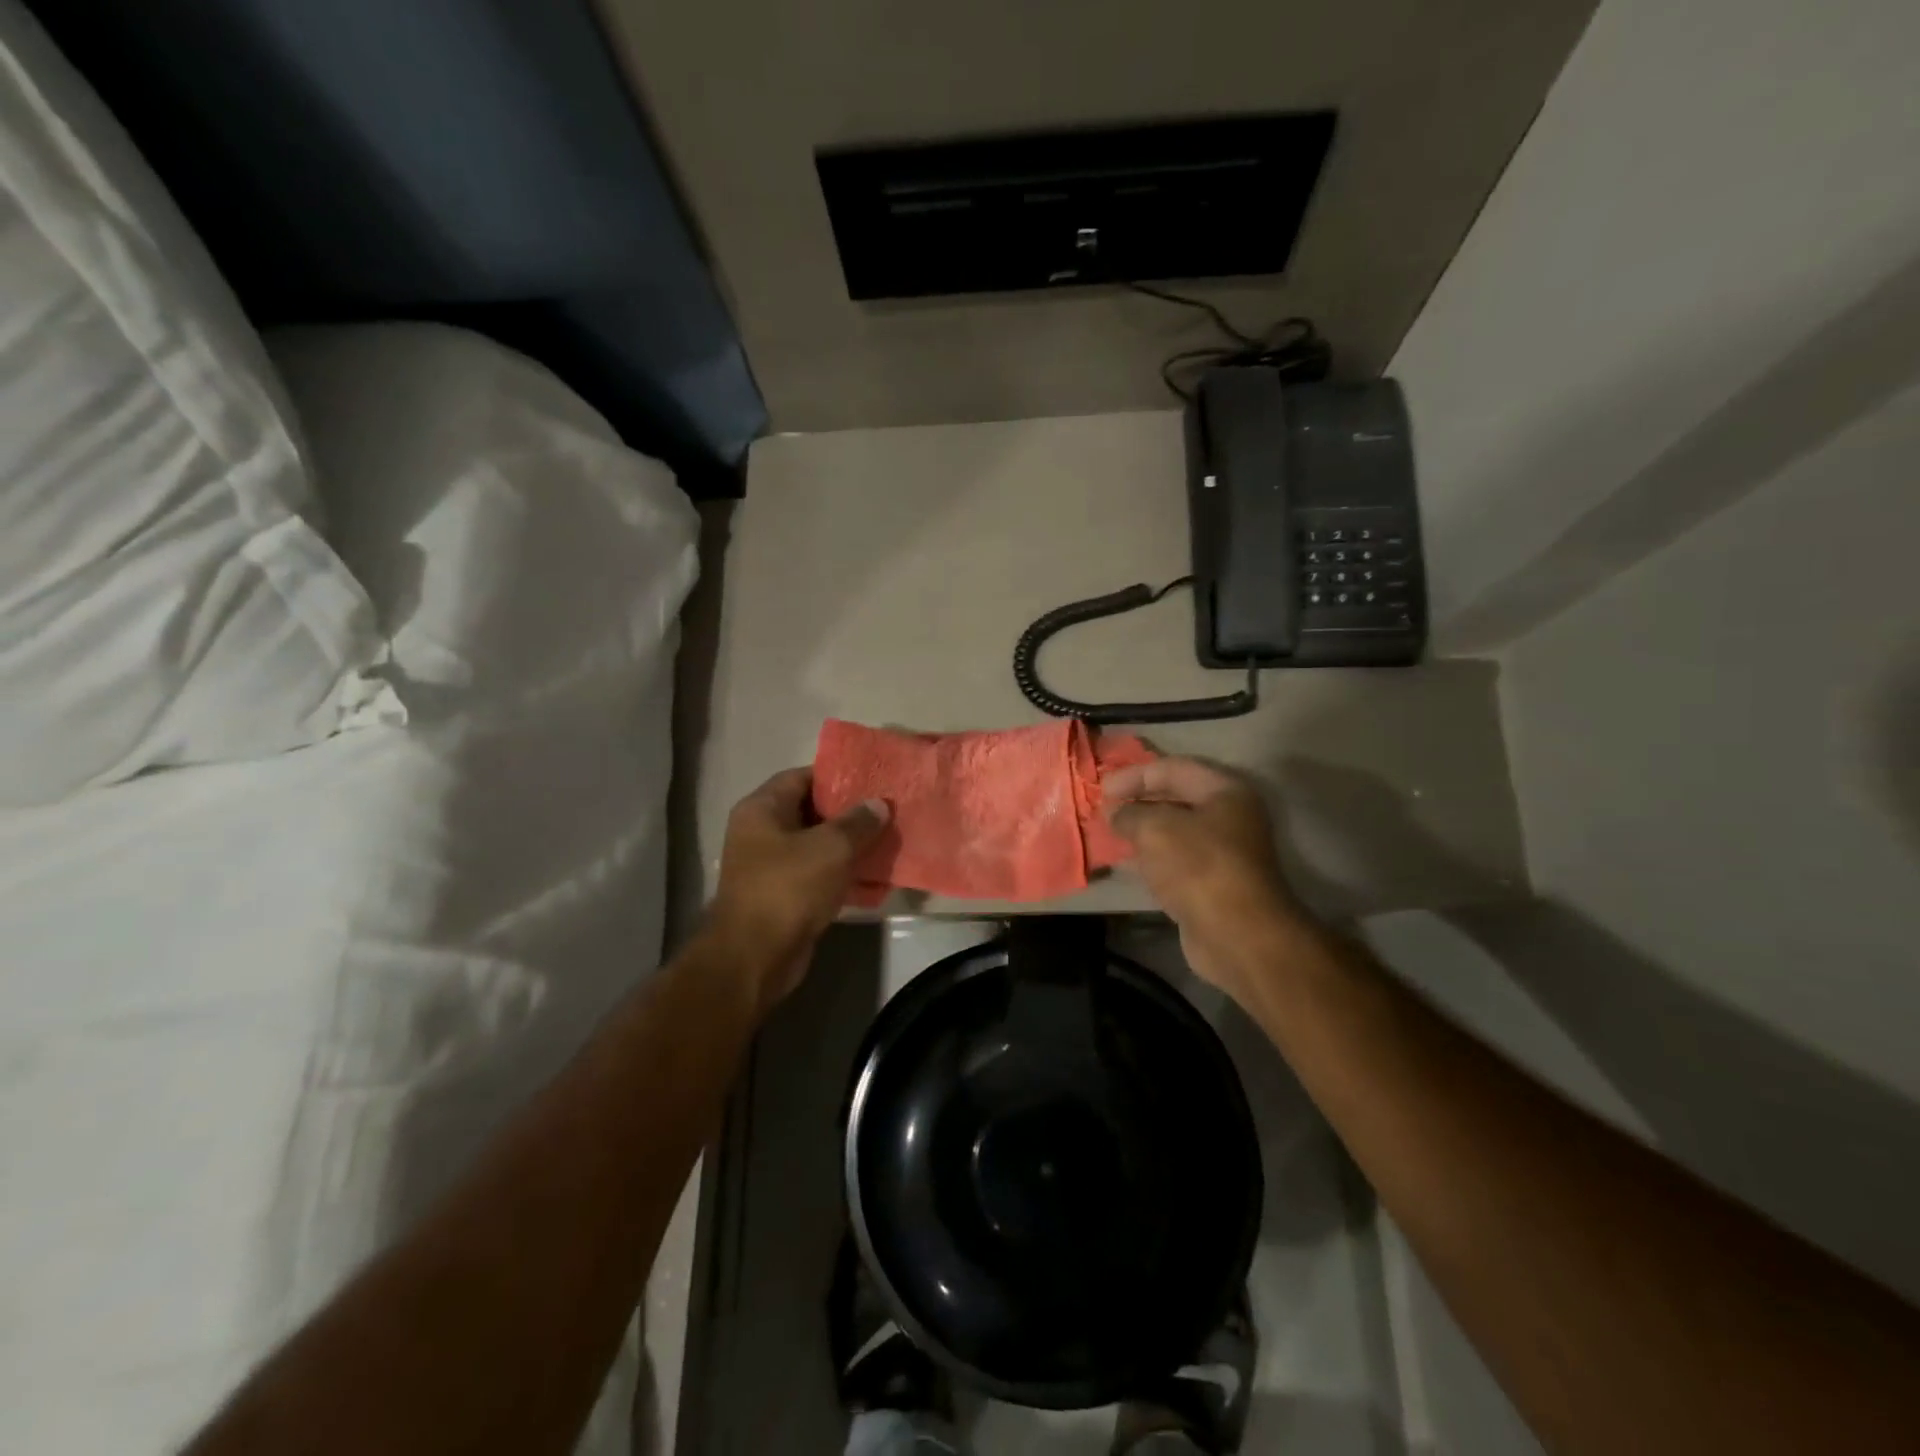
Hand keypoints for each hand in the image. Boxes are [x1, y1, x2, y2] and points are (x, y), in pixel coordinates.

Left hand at [706, 769, 889, 1013]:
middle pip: (810, 811)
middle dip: (848, 813)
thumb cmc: (788, 888)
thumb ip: (858, 822)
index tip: (871, 780)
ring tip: (887, 840)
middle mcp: (760, 833)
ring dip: (849, 846)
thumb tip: (879, 804)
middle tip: (885, 810)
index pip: (801, 777)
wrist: (755, 958)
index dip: (836, 776)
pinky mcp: (783, 896)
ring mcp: (769, 867)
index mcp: (762, 809)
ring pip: (816, 846)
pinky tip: (874, 877)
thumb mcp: (831, 848)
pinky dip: (842, 874)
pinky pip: (817, 875)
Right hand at [1104, 757, 1307, 997]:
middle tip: (1104, 809)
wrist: (1237, 935)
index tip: (1102, 789)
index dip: (1134, 775)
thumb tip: (1114, 811)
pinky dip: (1151, 857)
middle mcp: (1230, 816)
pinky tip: (1127, 862)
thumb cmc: (1198, 867)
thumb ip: (1129, 813)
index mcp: (1225, 791)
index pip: (1173, 768)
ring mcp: (1224, 852)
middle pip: (1176, 798)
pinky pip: (1176, 859)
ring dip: (1142, 831)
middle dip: (1137, 801)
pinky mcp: (1213, 883)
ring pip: (1175, 831)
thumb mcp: (1155, 829)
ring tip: (1109, 834)